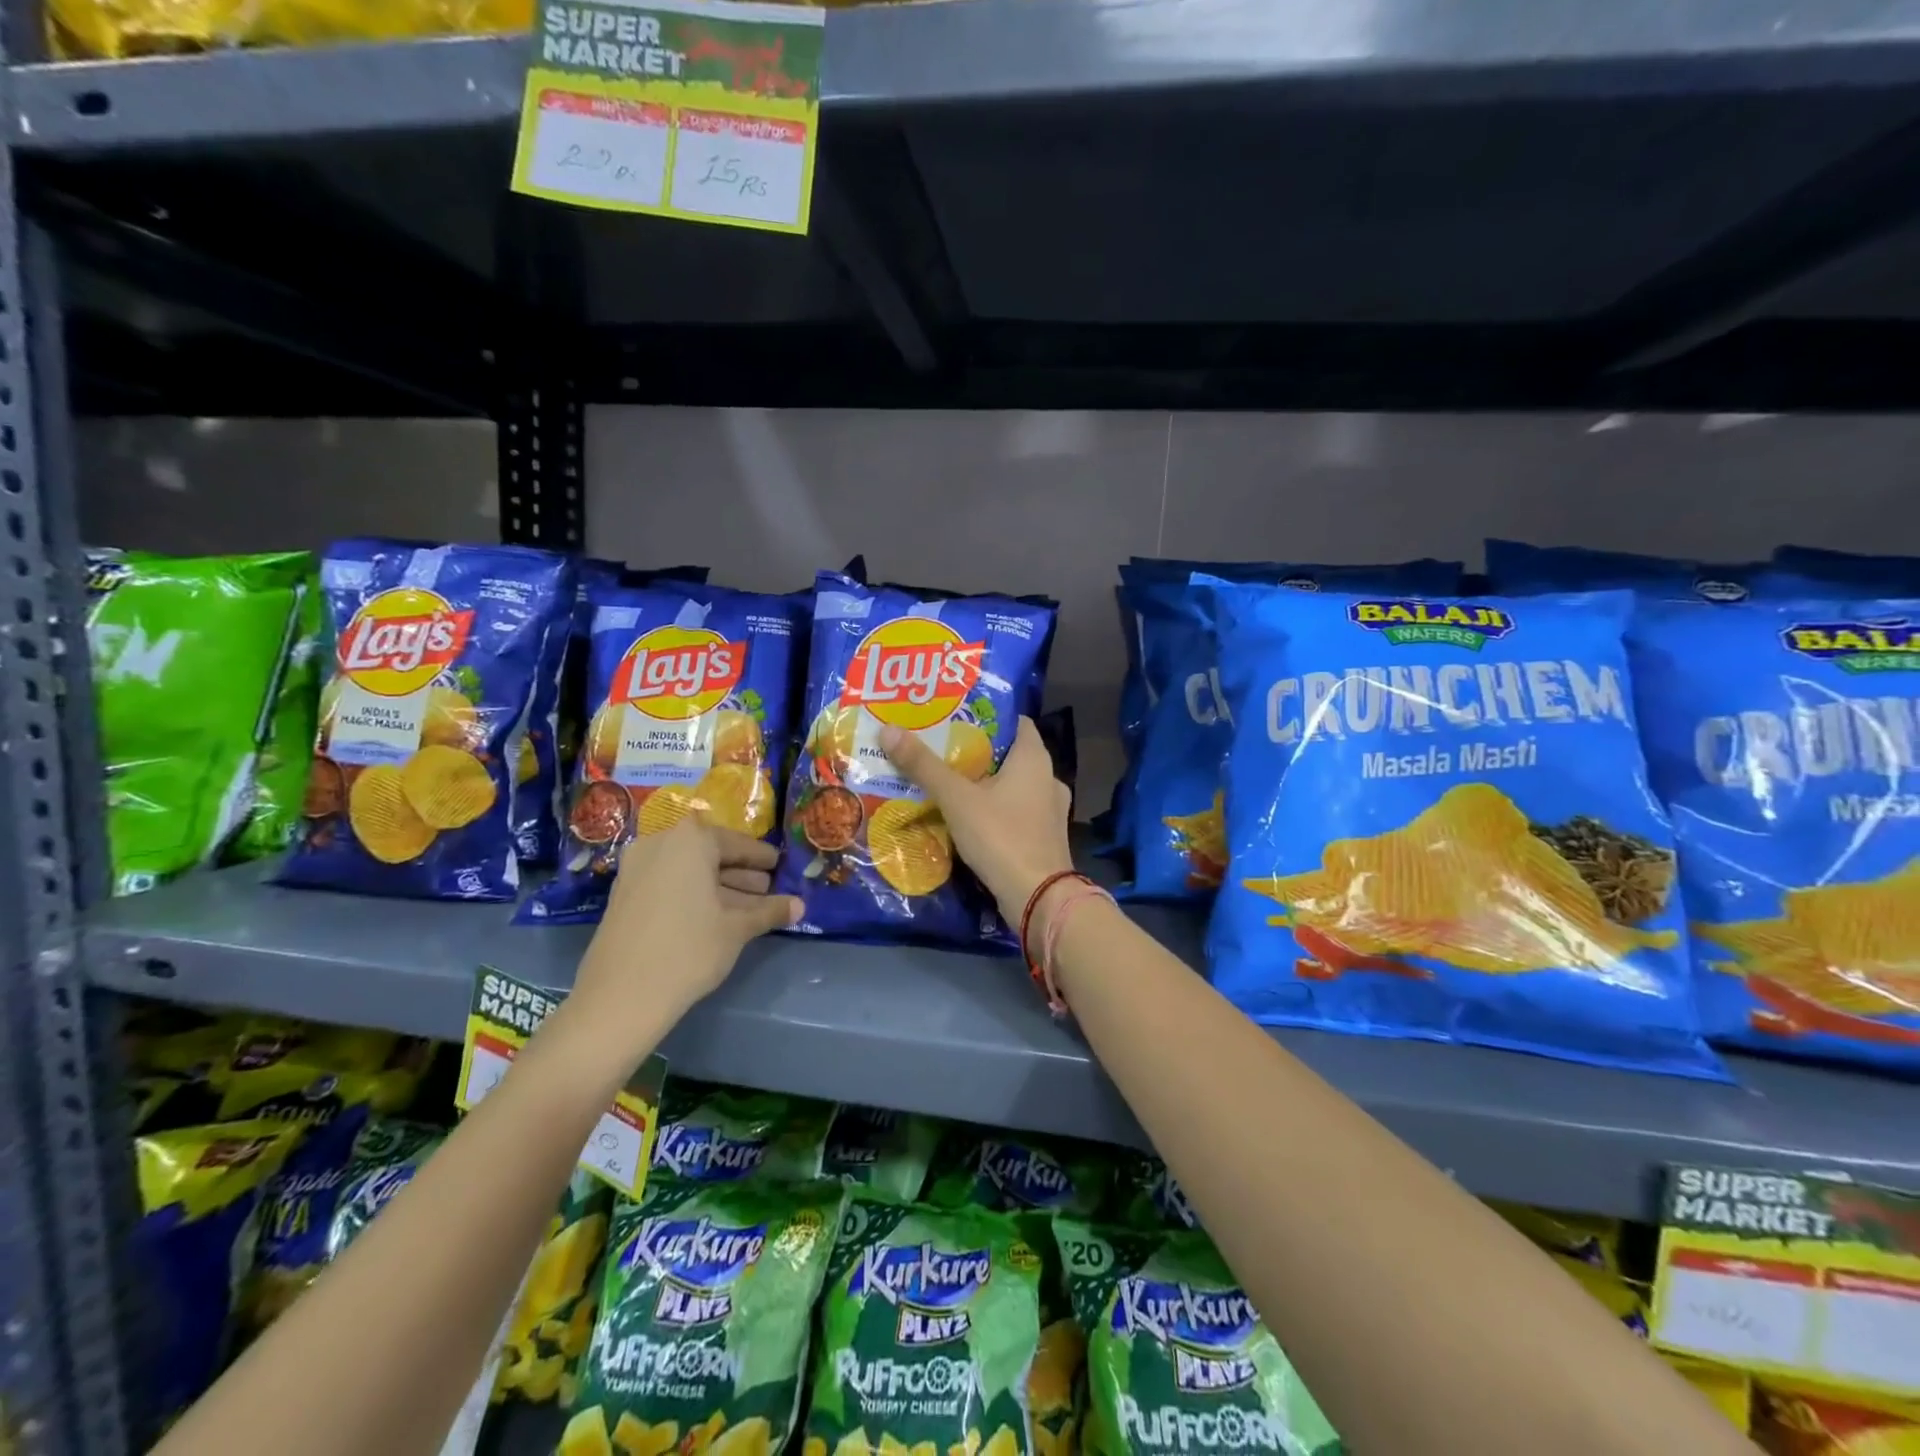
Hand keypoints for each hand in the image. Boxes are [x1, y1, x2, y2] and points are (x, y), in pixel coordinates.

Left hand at [573, 818, 800, 1037]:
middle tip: (768, 889)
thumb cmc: (689, 949)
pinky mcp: (624, 894)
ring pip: (689, 870)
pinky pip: (669, 883)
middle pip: (710, 854)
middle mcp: (660, 843)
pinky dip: (693, 894)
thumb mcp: (737, 928)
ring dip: (719, 886)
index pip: (737, 843)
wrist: (621, 996)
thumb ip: (770, 911)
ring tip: (749, 907)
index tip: (780, 866)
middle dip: (741, 873)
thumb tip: (800, 906)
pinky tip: (716, 916)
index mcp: (691, 840)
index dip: (762, 857)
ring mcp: (637, 868)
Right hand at [878, 716, 1074, 924]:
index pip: (1014, 721)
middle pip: (1008, 754)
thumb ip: (924, 765)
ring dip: (983, 783)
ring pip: (1011, 785)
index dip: (984, 716)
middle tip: (938, 748)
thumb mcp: (957, 799)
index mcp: (1035, 758)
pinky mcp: (1044, 837)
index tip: (952, 716)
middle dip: (975, 751)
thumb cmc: (1001, 836)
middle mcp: (1048, 778)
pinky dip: (993, 810)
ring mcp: (1049, 810)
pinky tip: (966, 818)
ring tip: (946, 782)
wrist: (1038, 899)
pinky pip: (1015, 812)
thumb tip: (889, 729)